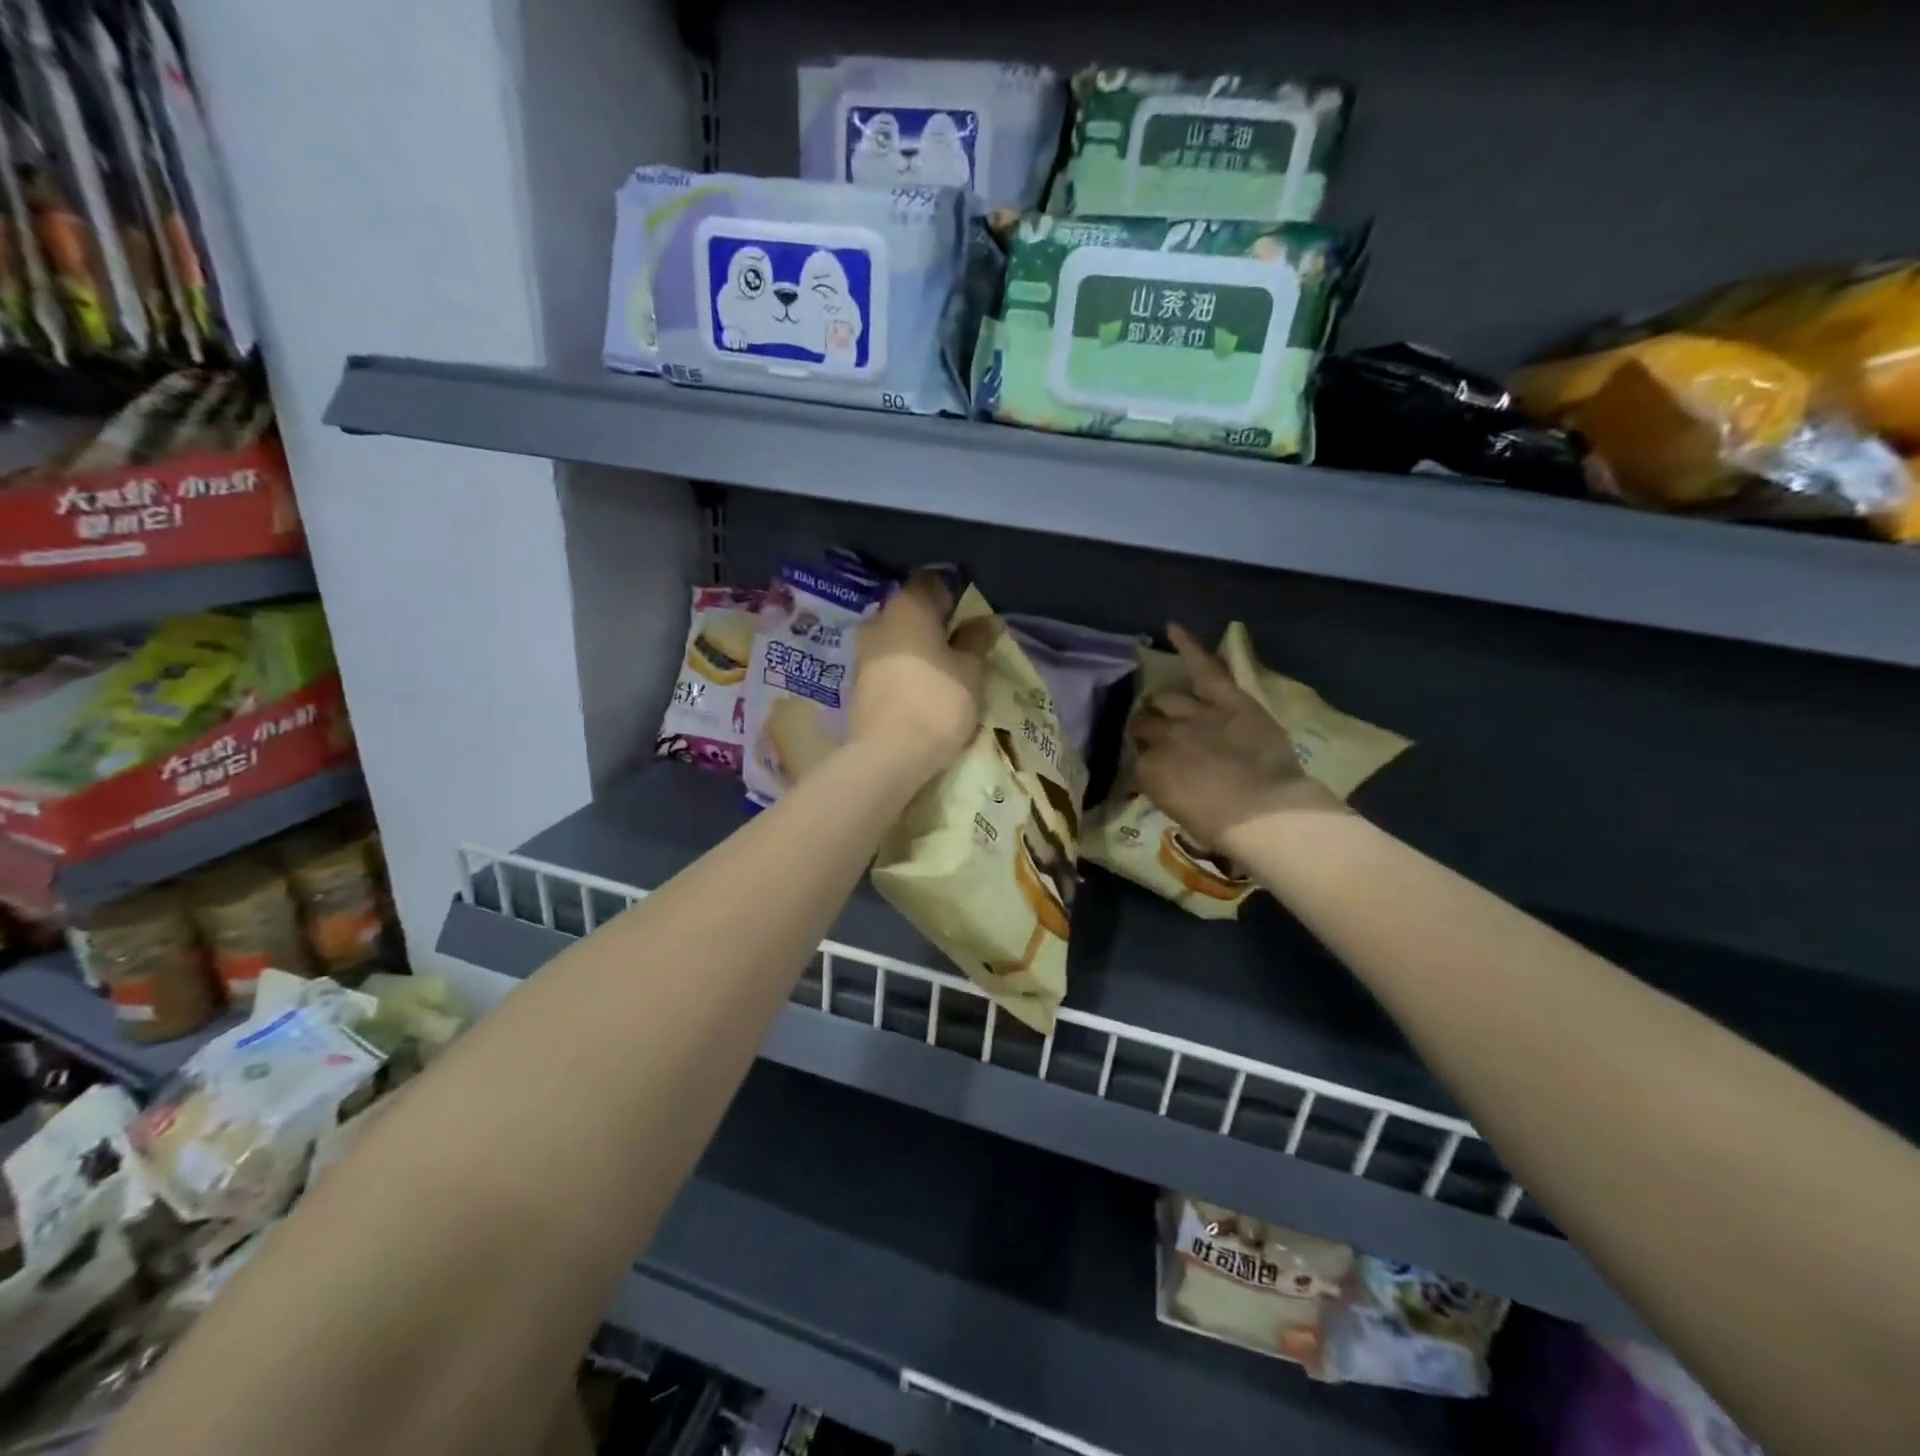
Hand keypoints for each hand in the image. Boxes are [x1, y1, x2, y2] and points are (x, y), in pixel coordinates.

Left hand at [849, 570, 992, 780]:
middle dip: (935, 625)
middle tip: (962, 648)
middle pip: (912, 611)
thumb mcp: (970, 671)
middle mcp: (879, 620)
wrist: (887, 754)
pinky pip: (887, 665)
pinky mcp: (857, 683)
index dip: (955, 597)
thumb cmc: (937, 702)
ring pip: (897, 639)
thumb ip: (976, 642)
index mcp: (907, 606)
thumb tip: (986, 621)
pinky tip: (921, 691)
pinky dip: (904, 670)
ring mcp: (862, 652)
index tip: (973, 620)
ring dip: (918, 650)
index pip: (933, 583)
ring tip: (944, 673)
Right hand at [1131, 624, 1339, 851]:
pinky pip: (1203, 668)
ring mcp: (1194, 714)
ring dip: (1160, 701)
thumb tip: (1161, 776)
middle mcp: (1163, 736)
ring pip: (1167, 699)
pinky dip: (1188, 646)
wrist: (1264, 813)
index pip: (1138, 759)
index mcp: (1150, 770)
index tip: (1152, 767)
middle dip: (1146, 728)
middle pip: (1146, 725)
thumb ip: (1166, 788)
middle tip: (1153, 734)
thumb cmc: (1224, 828)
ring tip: (1159, 702)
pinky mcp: (1226, 698)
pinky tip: (1172, 627)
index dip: (1146, 761)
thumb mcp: (1180, 813)